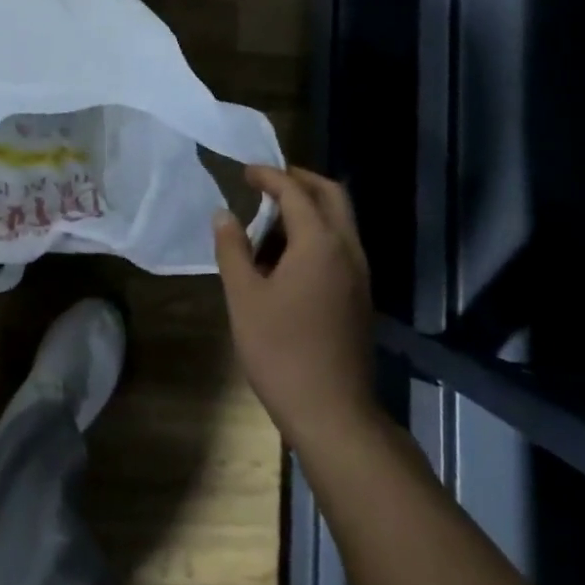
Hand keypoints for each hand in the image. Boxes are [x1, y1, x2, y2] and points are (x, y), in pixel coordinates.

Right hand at [213, 166, 374, 450]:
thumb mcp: (244, 297)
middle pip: (331, 195)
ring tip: (270, 220)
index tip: (244, 171)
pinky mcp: (360, 296)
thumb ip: (232, 249)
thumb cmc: (281, 351)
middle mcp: (347, 249)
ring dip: (310, 207)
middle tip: (267, 182)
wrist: (333, 413)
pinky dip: (318, 232)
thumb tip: (224, 214)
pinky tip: (287, 256)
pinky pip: (341, 245)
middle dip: (300, 181)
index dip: (268, 176)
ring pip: (340, 221)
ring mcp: (360, 274)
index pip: (295, 191)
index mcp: (319, 243)